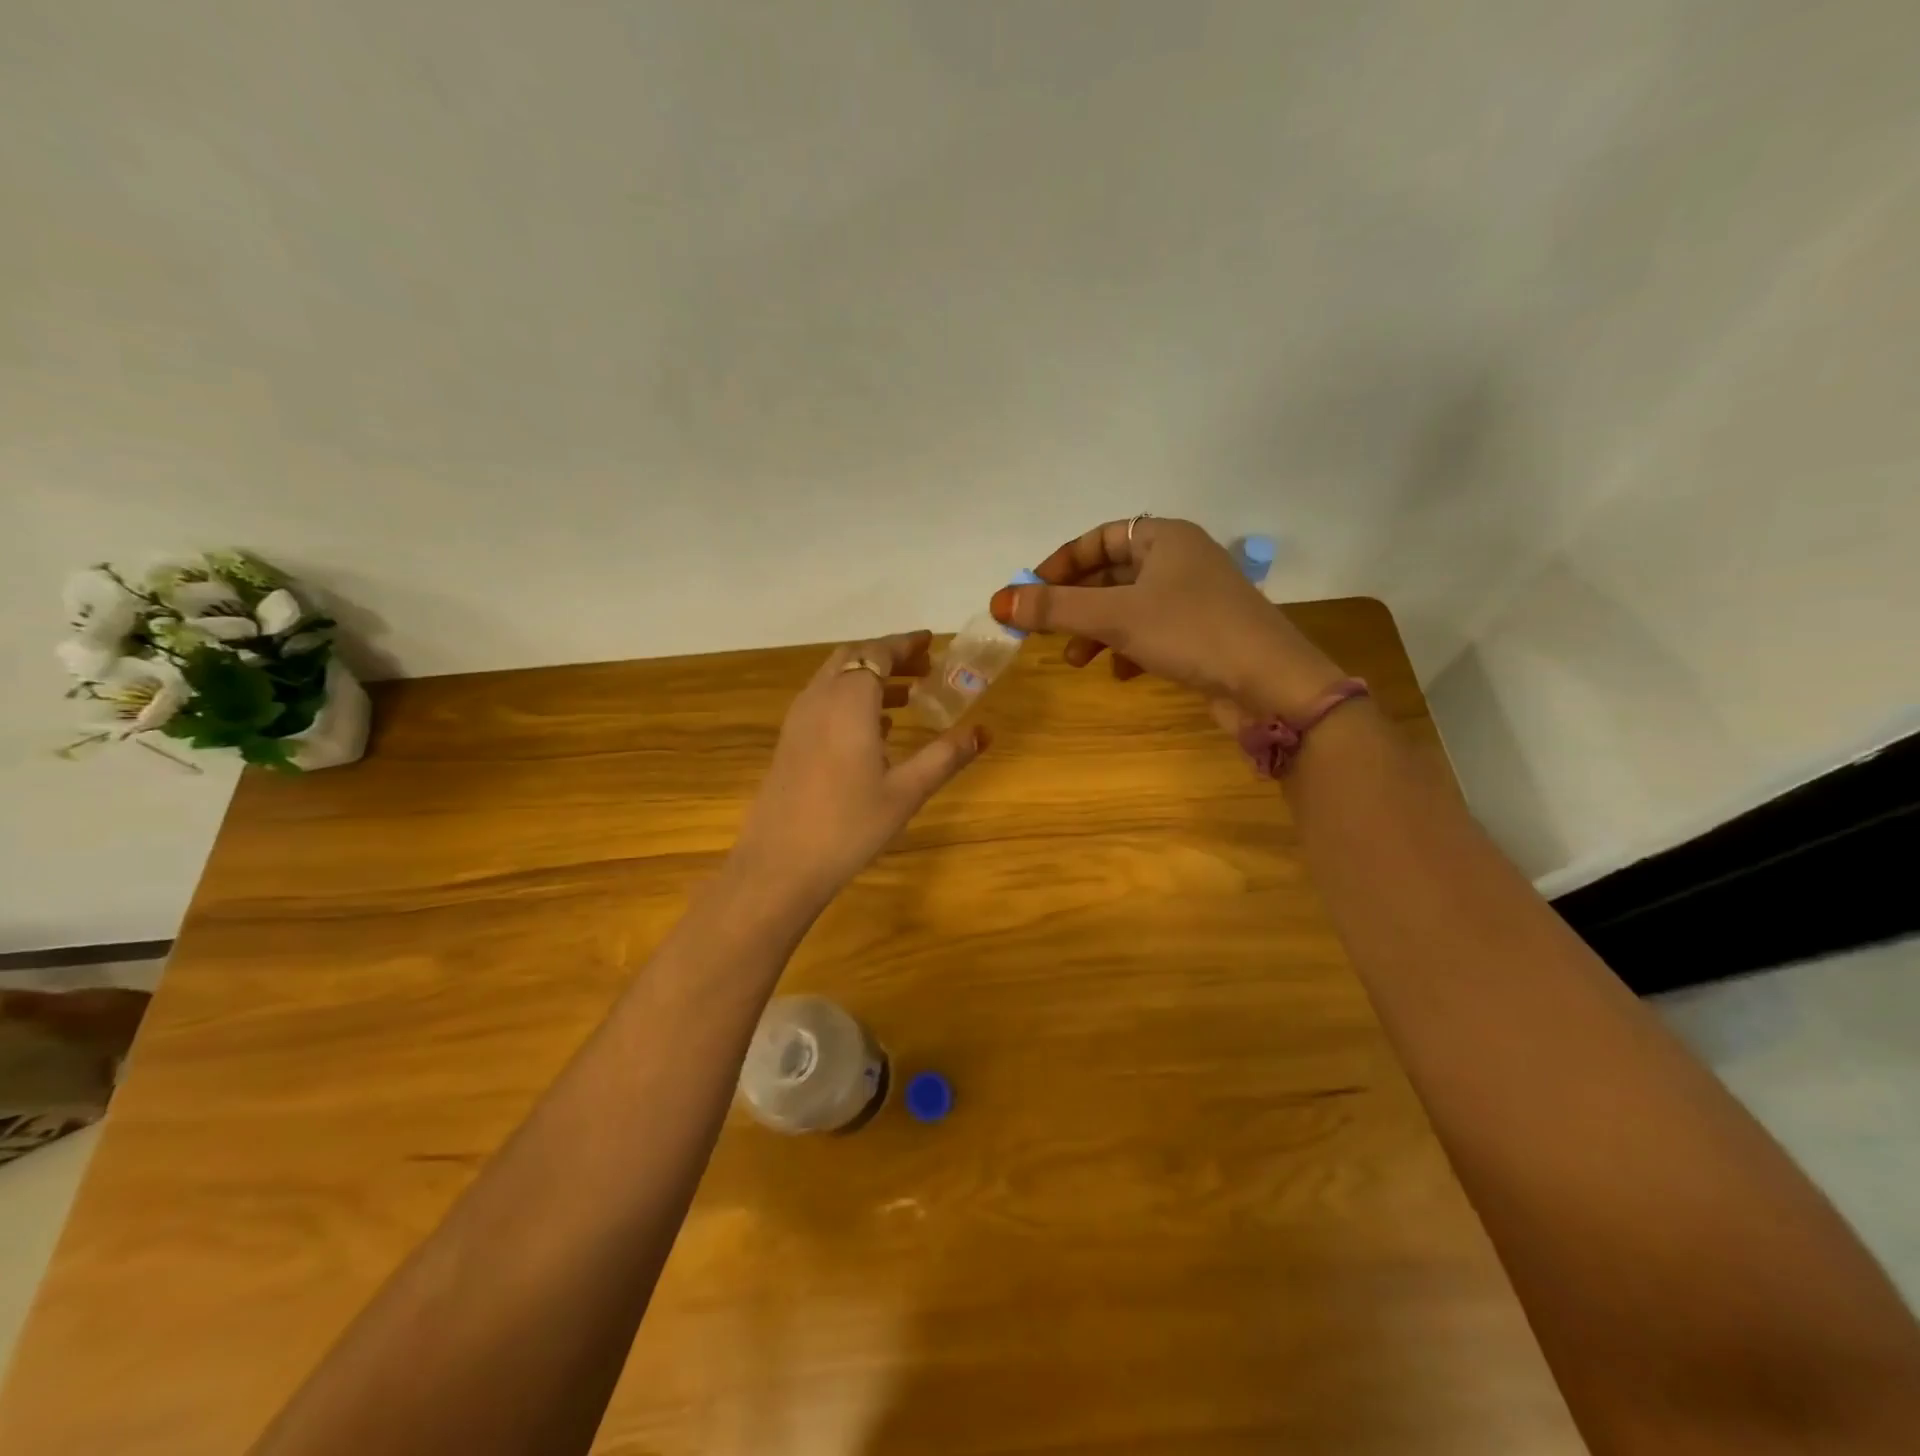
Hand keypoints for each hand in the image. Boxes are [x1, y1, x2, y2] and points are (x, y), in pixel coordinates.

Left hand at [732, 631, 989, 913]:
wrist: (780, 864)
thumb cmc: (849, 825)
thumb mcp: (907, 791)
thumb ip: (945, 756)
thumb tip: (984, 731)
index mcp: (849, 701)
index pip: (878, 653)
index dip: (905, 644)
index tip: (931, 642)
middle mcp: (820, 699)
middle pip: (853, 658)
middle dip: (888, 657)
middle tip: (924, 669)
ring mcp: (799, 720)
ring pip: (835, 679)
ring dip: (869, 678)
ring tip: (907, 697)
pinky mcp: (789, 742)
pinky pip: (823, 701)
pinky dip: (850, 698)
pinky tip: (874, 729)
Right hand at [989, 517, 1346, 721]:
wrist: (1270, 683)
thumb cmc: (1191, 632)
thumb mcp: (1115, 616)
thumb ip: (1055, 608)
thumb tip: (999, 600)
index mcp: (1165, 538)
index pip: (1099, 538)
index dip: (1060, 564)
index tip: (1030, 593)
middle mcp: (1181, 560)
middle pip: (1111, 575)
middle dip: (1075, 605)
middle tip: (1044, 630)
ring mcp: (1194, 599)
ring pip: (1128, 608)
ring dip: (1096, 631)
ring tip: (1076, 661)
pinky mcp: (1202, 634)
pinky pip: (1151, 633)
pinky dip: (1128, 649)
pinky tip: (1120, 673)